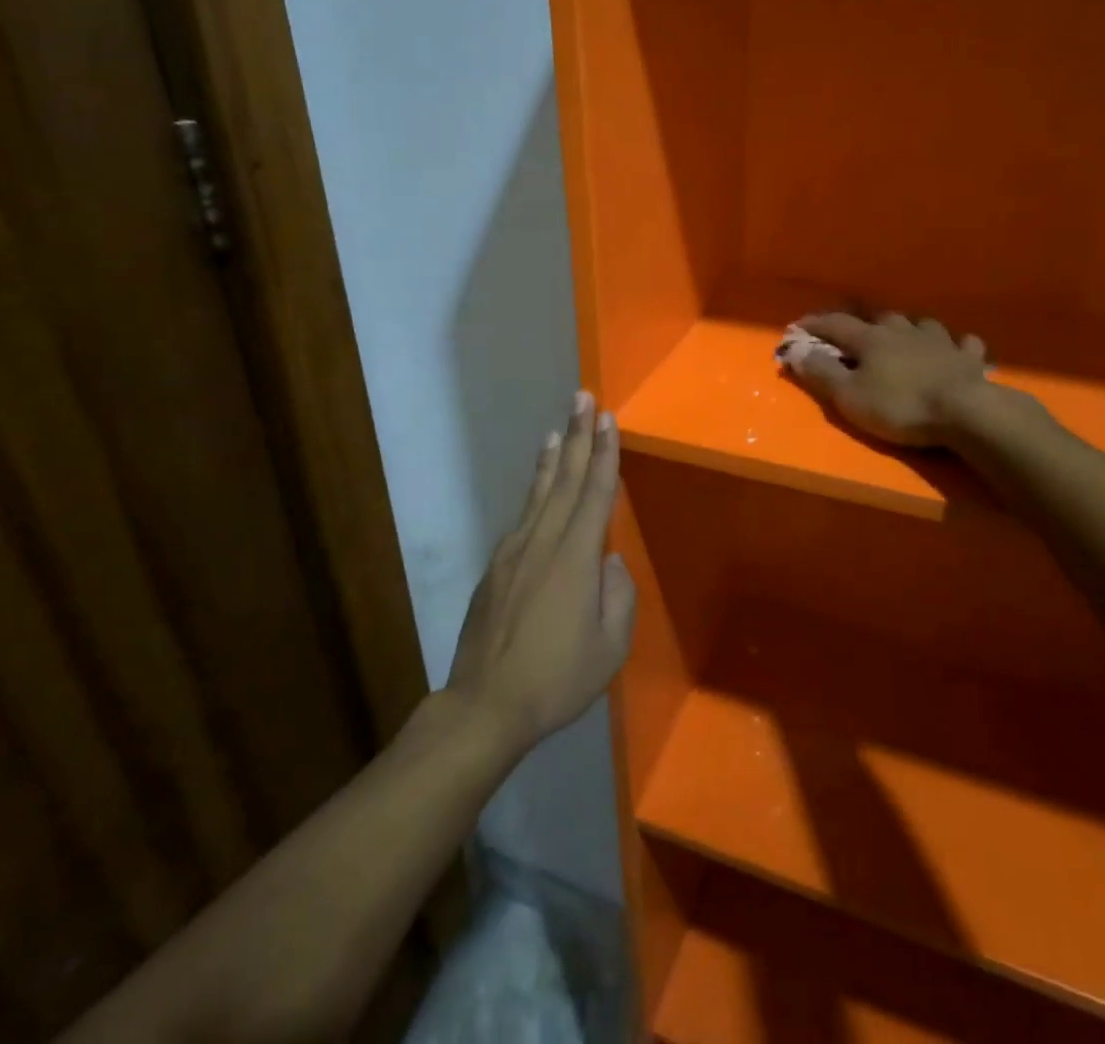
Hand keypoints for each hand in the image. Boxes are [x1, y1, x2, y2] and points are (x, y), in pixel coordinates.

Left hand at [446, 392, 635, 759]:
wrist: (486, 706)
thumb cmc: (557, 678)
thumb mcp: (609, 647)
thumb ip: (618, 596)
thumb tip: (609, 561)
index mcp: (576, 558)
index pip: (595, 492)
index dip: (604, 453)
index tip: (608, 418)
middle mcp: (543, 543)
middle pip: (564, 479)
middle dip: (578, 435)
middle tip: (582, 398)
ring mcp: (514, 553)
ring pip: (538, 494)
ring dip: (551, 459)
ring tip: (557, 430)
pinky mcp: (496, 568)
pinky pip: (522, 519)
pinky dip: (534, 493)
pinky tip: (538, 489)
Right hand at [781, 311, 997, 448]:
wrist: (965, 411)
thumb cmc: (900, 406)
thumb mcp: (849, 397)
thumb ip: (822, 373)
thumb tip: (796, 351)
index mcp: (871, 339)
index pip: (836, 325)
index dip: (815, 324)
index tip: (799, 326)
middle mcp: (904, 331)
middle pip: (879, 319)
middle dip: (863, 324)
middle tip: (855, 334)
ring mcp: (940, 341)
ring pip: (920, 325)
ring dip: (908, 329)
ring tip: (903, 338)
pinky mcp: (968, 357)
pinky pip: (962, 344)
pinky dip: (954, 345)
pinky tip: (954, 350)